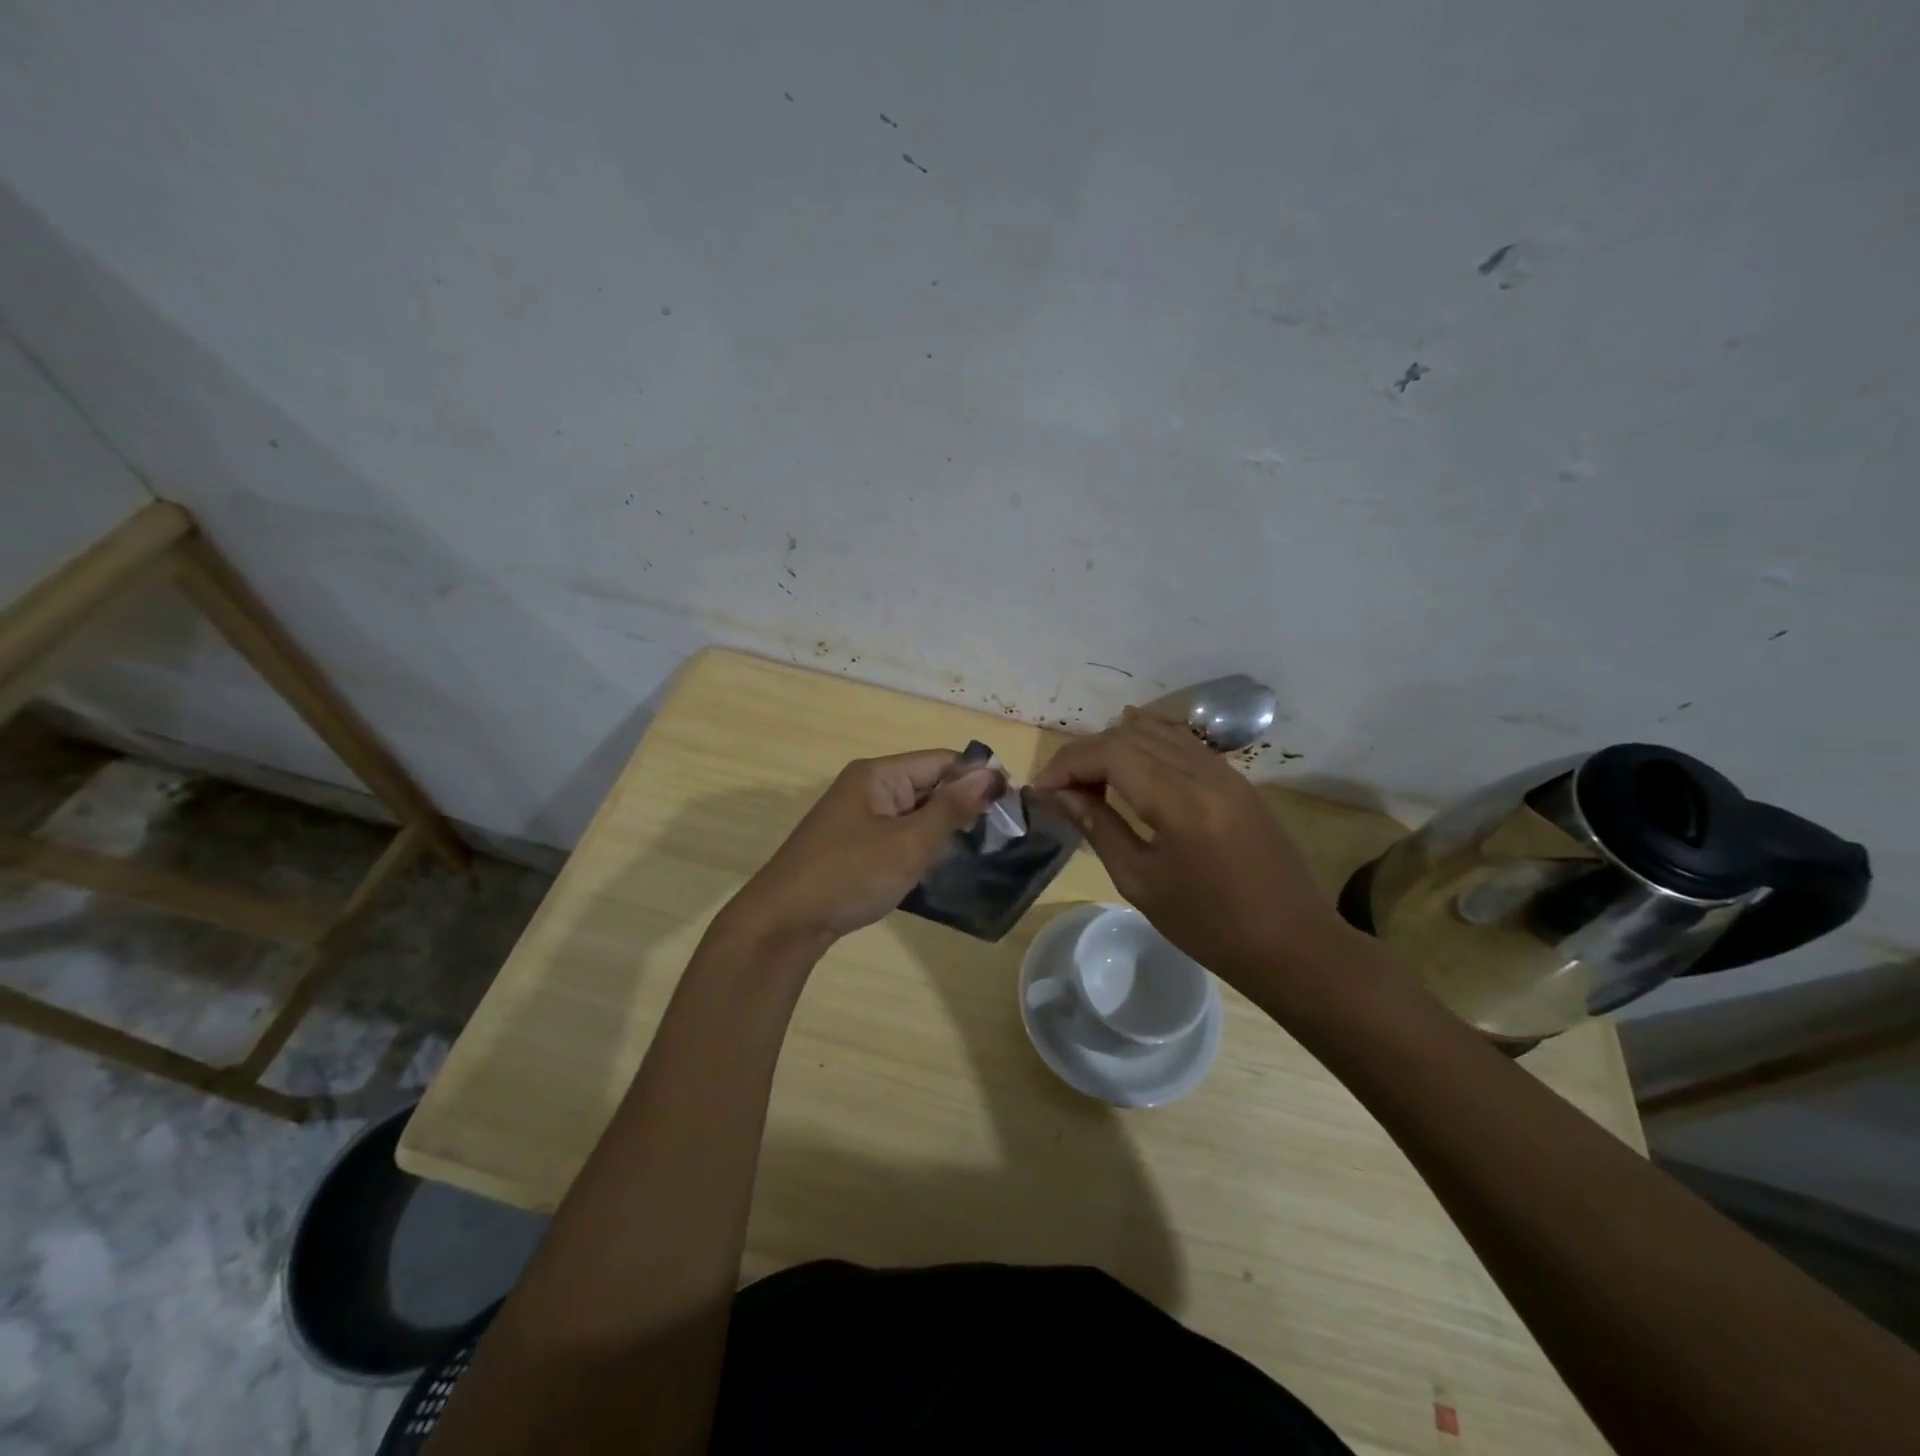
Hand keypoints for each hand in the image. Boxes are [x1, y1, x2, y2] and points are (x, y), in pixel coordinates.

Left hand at [724, 749, 1001, 945]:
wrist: (783, 924)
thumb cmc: (849, 876)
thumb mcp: (909, 842)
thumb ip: (952, 807)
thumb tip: (992, 773)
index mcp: (878, 774)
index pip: (941, 761)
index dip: (977, 778)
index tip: (1011, 807)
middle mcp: (868, 787)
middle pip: (928, 784)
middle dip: (962, 806)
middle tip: (999, 836)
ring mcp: (859, 817)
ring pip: (915, 812)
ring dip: (942, 829)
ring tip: (977, 852)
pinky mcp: (854, 845)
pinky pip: (899, 834)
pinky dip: (920, 846)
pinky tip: (939, 867)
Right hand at [1034, 714, 1351, 988]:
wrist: (1292, 943)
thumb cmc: (1209, 926)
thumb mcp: (1140, 881)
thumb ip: (1097, 827)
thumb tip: (1058, 795)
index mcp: (1181, 802)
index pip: (1110, 753)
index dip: (1068, 764)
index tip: (1042, 790)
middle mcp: (1205, 772)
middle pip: (1130, 735)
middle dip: (1085, 755)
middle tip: (1061, 790)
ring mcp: (1226, 770)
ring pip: (1155, 731)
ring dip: (1115, 748)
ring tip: (1091, 782)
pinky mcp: (1236, 778)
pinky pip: (1180, 743)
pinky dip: (1145, 749)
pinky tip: (1129, 776)